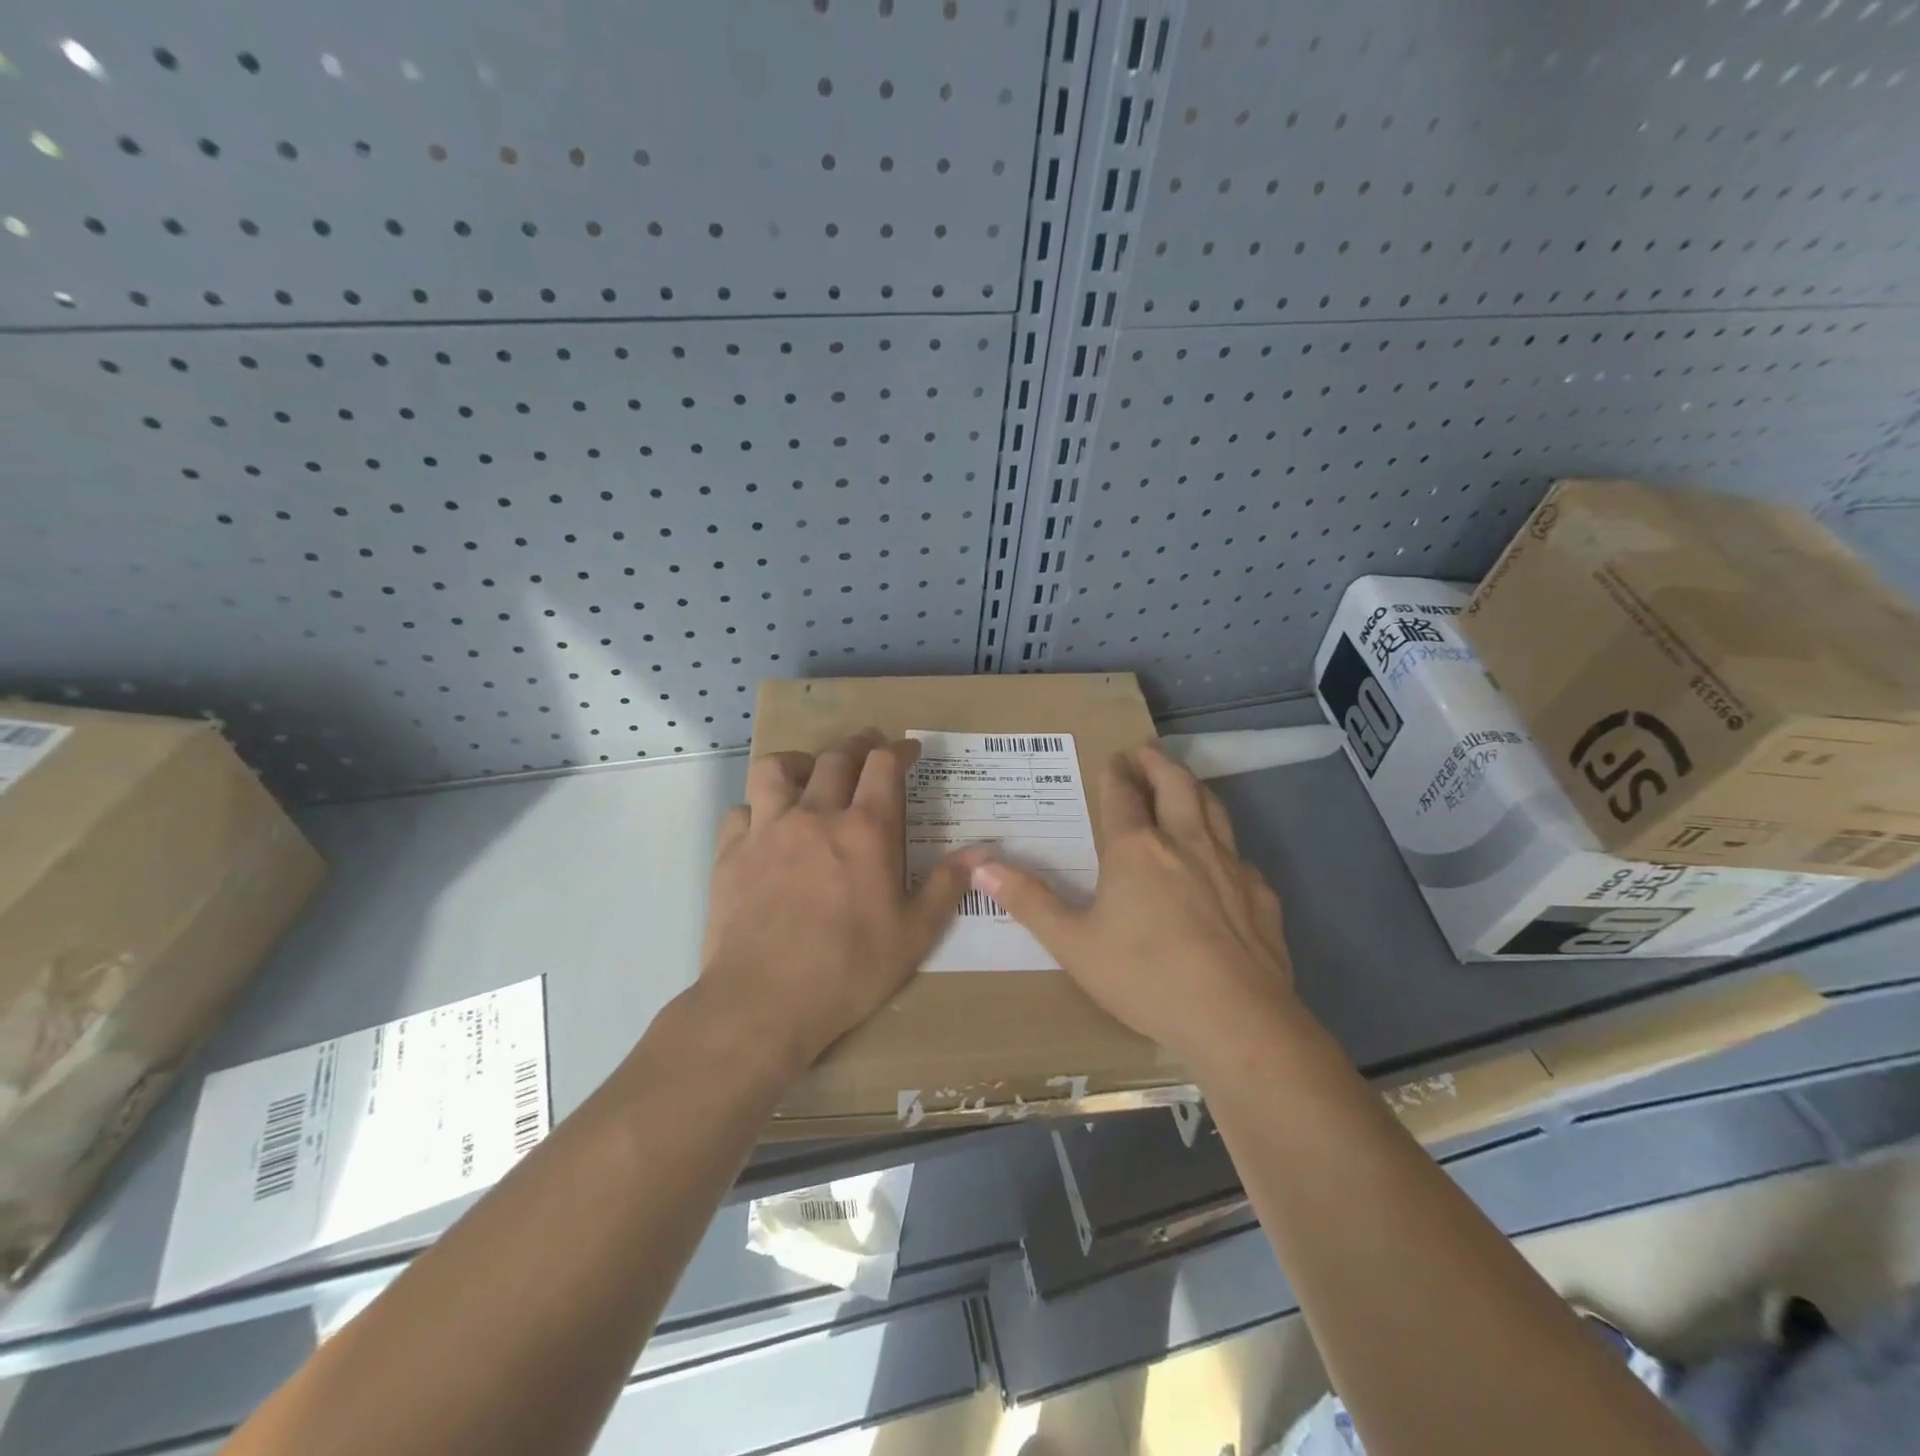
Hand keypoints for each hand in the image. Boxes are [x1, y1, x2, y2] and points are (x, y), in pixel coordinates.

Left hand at [698, 729, 979, 1073]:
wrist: (764, 1001)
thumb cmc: (849, 969)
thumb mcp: (914, 934)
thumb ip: (946, 885)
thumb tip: (983, 852)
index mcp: (865, 830)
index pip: (883, 766)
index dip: (899, 750)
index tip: (909, 751)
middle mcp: (815, 816)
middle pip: (834, 757)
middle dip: (857, 744)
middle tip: (868, 747)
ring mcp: (767, 830)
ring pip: (776, 769)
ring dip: (798, 762)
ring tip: (809, 773)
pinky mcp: (731, 853)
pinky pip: (741, 810)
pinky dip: (756, 809)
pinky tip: (765, 827)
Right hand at [972, 742, 1294, 1065]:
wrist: (1236, 1019)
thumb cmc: (1144, 977)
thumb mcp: (1073, 945)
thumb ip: (1029, 902)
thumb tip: (981, 866)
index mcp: (1136, 849)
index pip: (1123, 796)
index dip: (1116, 774)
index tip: (1114, 758)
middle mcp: (1185, 843)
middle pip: (1175, 785)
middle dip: (1158, 763)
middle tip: (1147, 750)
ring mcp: (1229, 866)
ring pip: (1213, 809)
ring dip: (1195, 788)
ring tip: (1185, 782)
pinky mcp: (1260, 894)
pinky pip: (1239, 854)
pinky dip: (1224, 843)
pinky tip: (1223, 861)